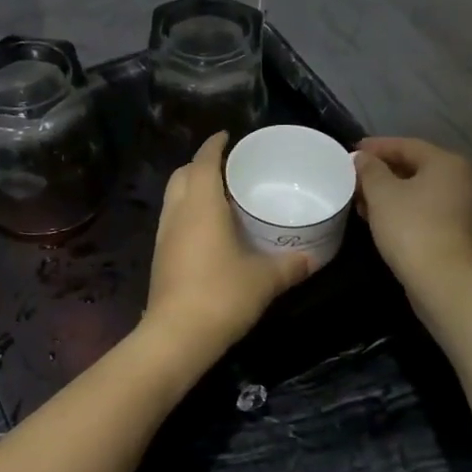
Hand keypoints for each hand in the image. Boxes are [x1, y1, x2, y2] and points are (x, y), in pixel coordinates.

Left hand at [144, 133, 313, 356]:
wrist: (177, 336)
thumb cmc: (222, 295)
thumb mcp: (265, 279)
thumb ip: (289, 265)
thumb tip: (311, 258)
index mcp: (201, 204)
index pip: (204, 160)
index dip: (215, 144)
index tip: (228, 136)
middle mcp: (178, 212)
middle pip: (183, 174)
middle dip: (202, 164)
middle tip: (229, 168)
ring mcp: (164, 235)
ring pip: (174, 197)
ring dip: (192, 188)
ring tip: (221, 196)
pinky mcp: (160, 256)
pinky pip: (173, 220)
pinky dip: (188, 212)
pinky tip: (209, 230)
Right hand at [353, 137, 471, 292]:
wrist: (441, 279)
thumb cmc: (410, 227)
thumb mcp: (382, 193)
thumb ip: (369, 169)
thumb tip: (362, 158)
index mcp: (447, 162)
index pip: (406, 145)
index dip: (376, 147)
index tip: (351, 151)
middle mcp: (462, 178)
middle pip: (415, 166)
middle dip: (382, 171)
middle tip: (354, 176)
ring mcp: (463, 205)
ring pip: (419, 189)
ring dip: (389, 191)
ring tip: (360, 198)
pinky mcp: (458, 229)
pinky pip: (425, 207)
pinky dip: (402, 207)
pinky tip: (378, 216)